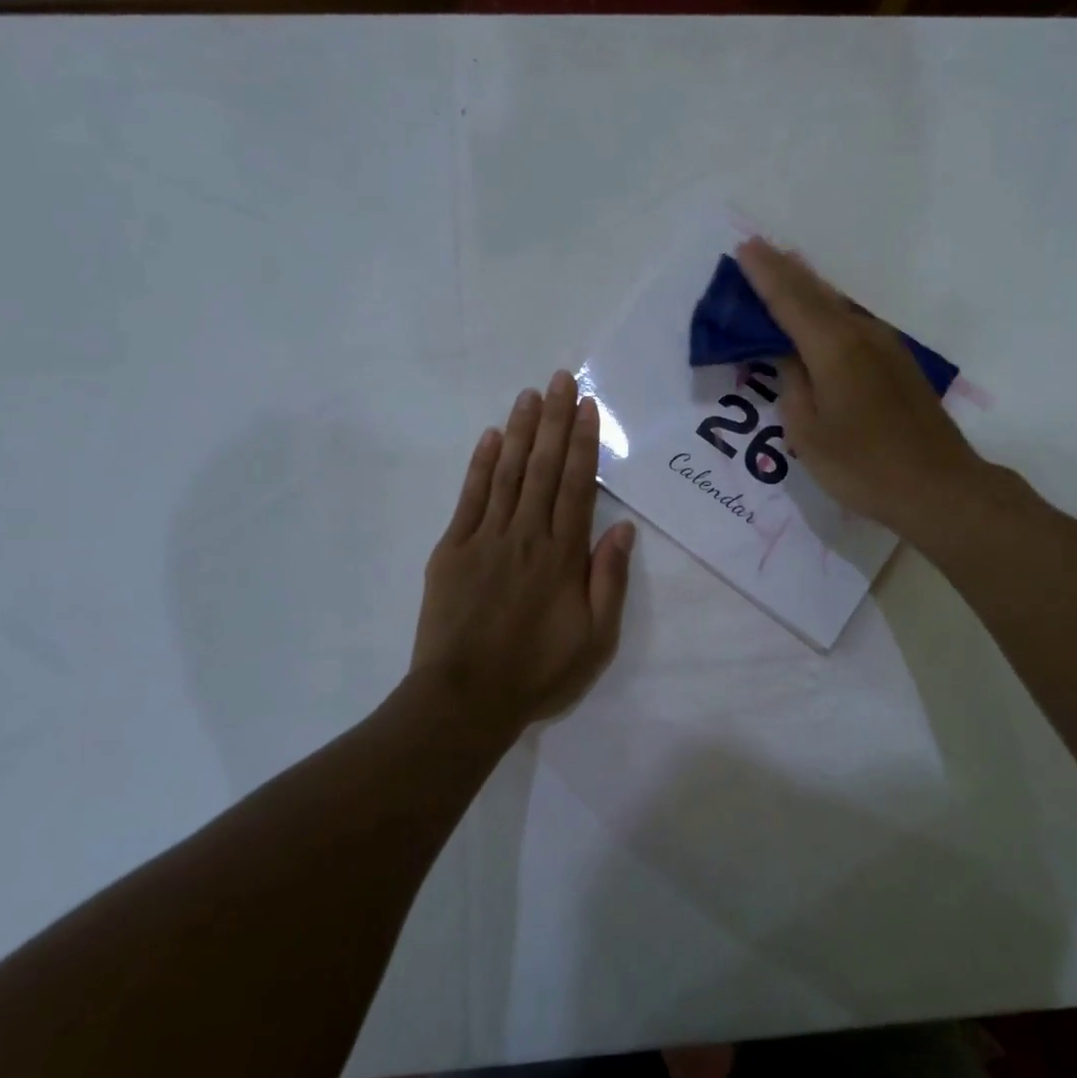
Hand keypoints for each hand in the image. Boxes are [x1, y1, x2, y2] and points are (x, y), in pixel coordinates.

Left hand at [412, 370, 635, 731]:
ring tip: (531, 395)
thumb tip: (623, 530)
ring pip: (509, 473)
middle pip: (545, 468)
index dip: (584, 443)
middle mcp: (527, 535)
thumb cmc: (538, 671)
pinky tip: (493, 437)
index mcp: (563, 555)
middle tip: (561, 380)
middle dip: (555, 421)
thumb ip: (608, 580)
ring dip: (522, 431)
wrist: (466, 698)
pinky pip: (471, 497)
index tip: (587, 407)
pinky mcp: (453, 549)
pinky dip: (482, 464)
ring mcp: (486, 538)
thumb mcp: (595, 638)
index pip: (577, 485)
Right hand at [736, 237, 991, 538]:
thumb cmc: (864, 467)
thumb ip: (793, 387)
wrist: (939, 487)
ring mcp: (887, 347)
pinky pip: (854, 323)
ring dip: (809, 288)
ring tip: (785, 270)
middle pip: (817, 293)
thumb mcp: (809, 434)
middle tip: (759, 250)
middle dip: (785, 271)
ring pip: (839, 305)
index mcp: (834, 349)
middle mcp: (862, 335)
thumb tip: (791, 359)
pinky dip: (829, 312)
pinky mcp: (899, 364)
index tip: (744, 247)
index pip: (790, 300)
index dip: (764, 274)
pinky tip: (821, 316)